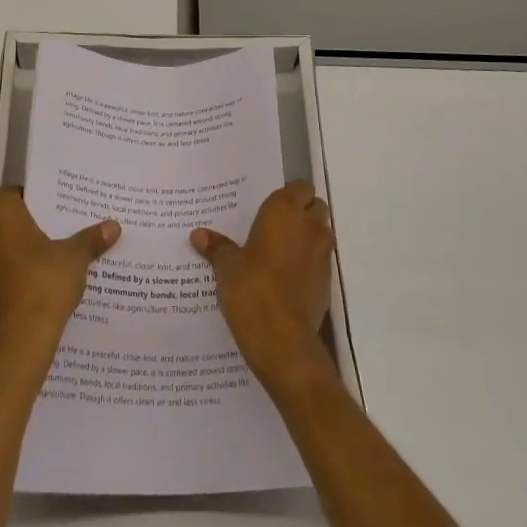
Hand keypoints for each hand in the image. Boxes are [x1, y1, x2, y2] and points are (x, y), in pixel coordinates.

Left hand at [0, 189, 118, 368]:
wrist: (17, 345)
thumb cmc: (43, 285)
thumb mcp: (75, 258)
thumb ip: (90, 239)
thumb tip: (113, 226)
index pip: (14, 194)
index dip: (35, 199)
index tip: (56, 208)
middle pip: (5, 223)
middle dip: (27, 228)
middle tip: (57, 233)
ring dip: (17, 255)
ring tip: (49, 263)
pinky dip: (10, 280)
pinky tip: (34, 290)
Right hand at [191, 181, 336, 390]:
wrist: (282, 339)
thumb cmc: (251, 289)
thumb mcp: (227, 267)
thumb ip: (216, 247)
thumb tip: (198, 234)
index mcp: (284, 211)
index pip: (299, 187)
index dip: (290, 196)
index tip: (272, 208)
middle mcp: (309, 226)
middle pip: (315, 207)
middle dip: (302, 213)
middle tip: (277, 227)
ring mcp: (322, 254)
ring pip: (322, 233)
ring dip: (309, 237)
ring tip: (283, 251)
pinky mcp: (328, 281)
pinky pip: (321, 261)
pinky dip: (311, 263)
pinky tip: (290, 277)